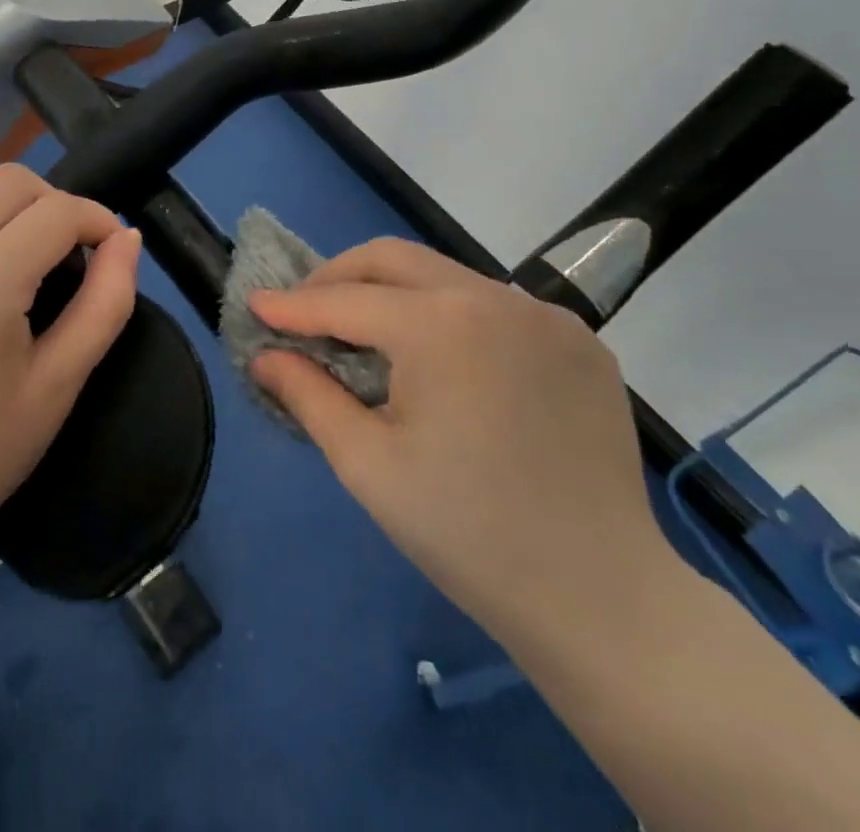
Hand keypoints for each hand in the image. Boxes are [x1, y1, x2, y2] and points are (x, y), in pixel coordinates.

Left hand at [0, 161, 141, 562]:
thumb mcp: (60, 384)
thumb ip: (106, 303)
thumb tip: (128, 238)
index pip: (59, 213)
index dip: (99, 220)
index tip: (112, 250)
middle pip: (12, 180)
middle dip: (57, 203)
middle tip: (69, 251)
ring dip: (3, 194)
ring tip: (17, 240)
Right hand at [249, 238, 675, 638]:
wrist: (603, 600)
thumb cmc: (467, 533)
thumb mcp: (367, 465)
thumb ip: (308, 395)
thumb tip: (264, 356)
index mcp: (440, 325)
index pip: (345, 301)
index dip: (293, 305)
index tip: (256, 304)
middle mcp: (495, 298)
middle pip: (394, 259)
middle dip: (340, 277)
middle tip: (307, 311)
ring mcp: (546, 316)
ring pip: (446, 276)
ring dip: (395, 294)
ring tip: (369, 336)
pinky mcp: (581, 341)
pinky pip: (496, 306)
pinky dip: (452, 315)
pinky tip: (445, 361)